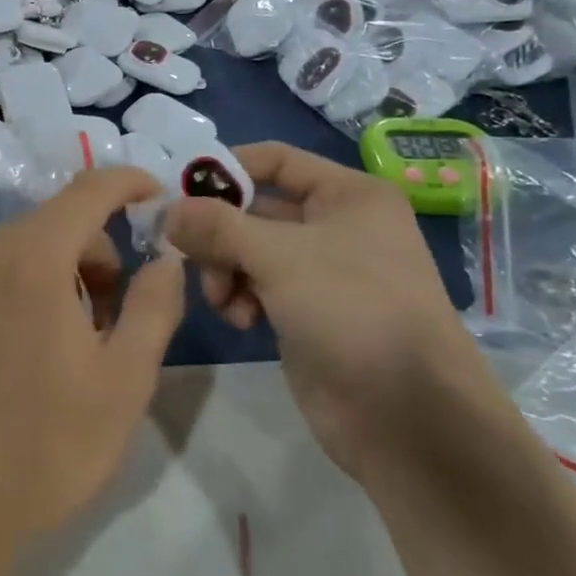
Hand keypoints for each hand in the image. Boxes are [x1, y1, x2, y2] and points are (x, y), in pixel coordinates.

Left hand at [0, 168, 185, 575]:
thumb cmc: (48, 447)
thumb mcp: (125, 380)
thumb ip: (154, 304)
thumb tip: (164, 257)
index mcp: (31, 260)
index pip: (88, 190)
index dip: (128, 185)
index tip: (155, 202)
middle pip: (52, 223)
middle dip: (94, 251)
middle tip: (110, 314)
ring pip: (16, 249)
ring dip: (54, 272)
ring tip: (65, 340)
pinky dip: (14, 287)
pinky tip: (18, 349)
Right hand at [161, 141, 484, 475]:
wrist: (407, 414)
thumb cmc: (352, 311)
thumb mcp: (280, 256)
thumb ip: (217, 226)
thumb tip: (168, 210)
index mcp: (348, 196)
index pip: (274, 160)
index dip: (226, 170)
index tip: (179, 194)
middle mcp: (336, 226)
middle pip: (254, 209)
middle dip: (219, 233)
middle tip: (190, 257)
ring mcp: (321, 273)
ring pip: (249, 252)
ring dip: (224, 270)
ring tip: (223, 300)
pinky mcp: (306, 313)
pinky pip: (257, 288)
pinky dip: (239, 298)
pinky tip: (241, 321)